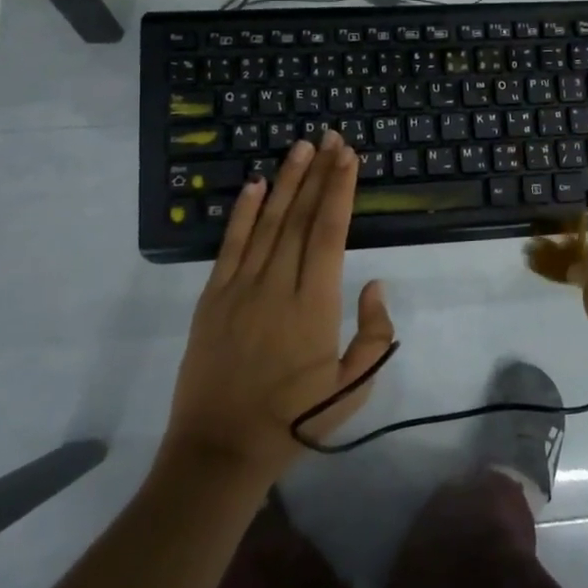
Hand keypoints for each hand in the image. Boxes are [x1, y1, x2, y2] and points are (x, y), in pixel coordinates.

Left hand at [162, 130, 394, 486]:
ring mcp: (241, 288)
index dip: (340, 190)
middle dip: (319, 173)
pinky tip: (256, 185)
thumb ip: (374, 335)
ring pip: (268, 222)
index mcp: (315, 305)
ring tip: (301, 147)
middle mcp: (278, 285)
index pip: (330, 232)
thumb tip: (375, 284)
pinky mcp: (213, 297)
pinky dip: (244, 212)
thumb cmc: (294, 421)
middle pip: (302, 217)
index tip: (349, 157)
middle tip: (331, 137)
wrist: (220, 449)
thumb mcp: (353, 390)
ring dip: (286, 181)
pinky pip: (231, 245)